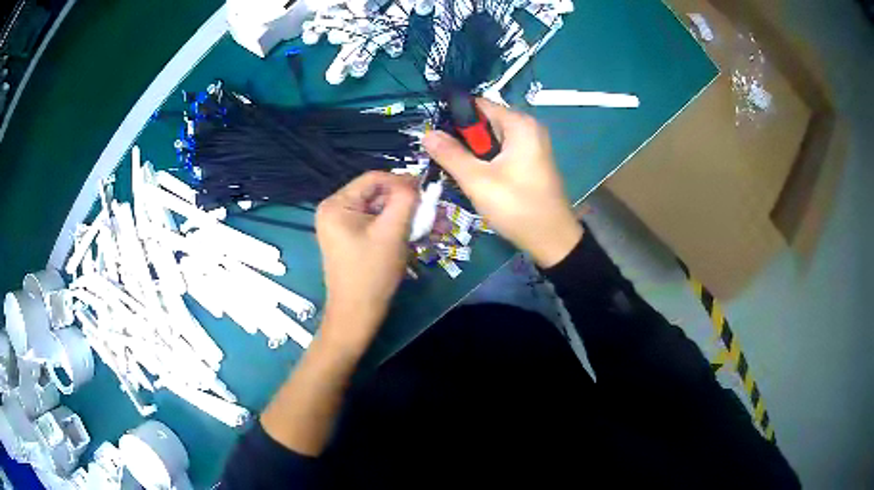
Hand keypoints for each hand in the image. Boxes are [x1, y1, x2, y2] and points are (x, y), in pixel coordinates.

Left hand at [315, 171, 417, 350]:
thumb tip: (416, 181)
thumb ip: (405, 200)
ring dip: (405, 216)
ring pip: (379, 210)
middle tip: (434, 212)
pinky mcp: (350, 239)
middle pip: (377, 194)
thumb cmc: (372, 273)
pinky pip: (376, 224)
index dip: (403, 182)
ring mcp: (341, 226)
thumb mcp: (392, 232)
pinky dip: (396, 228)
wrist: (357, 315)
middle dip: (407, 203)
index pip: (374, 179)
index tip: (429, 192)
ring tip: (431, 226)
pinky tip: (416, 235)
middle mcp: (334, 210)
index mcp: (336, 204)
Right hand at [423, 99, 582, 266]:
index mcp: (519, 124)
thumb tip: (427, 134)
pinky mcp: (529, 160)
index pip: (478, 105)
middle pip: (483, 121)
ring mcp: (530, 144)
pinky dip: (485, 160)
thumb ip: (450, 155)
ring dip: (471, 152)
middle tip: (440, 158)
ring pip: (490, 138)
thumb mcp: (478, 181)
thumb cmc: (517, 207)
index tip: (434, 137)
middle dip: (461, 137)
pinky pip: (500, 151)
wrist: (552, 240)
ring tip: (454, 170)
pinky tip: (473, 177)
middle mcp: (527, 128)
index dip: (453, 117)